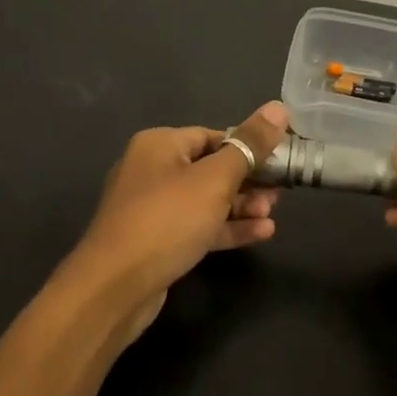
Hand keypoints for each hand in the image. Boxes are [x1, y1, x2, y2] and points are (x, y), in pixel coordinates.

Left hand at [60, 102, 291, 344]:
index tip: (282, 160)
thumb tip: (278, 108)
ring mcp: (152, 208)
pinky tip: (260, 233)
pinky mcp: (157, 241)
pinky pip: (198, 226)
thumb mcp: (215, 179)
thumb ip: (249, 146)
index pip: (213, 136)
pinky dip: (226, 228)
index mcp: (159, 145)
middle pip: (211, 168)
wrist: (114, 287)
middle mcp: (152, 170)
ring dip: (241, 206)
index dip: (249, 147)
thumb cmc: (167, 220)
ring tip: (272, 215)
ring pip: (206, 200)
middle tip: (280, 194)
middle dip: (248, 181)